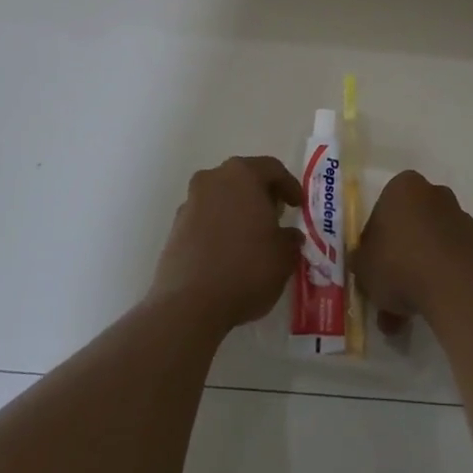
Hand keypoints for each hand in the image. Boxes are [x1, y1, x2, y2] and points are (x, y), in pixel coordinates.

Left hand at [148, 156, 302, 333]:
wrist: (190, 304)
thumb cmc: (246, 269)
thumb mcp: (284, 256)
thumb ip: (290, 239)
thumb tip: (289, 236)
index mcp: (242, 175)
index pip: (272, 168)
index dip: (289, 185)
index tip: (298, 205)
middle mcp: (213, 179)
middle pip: (243, 178)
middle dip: (261, 195)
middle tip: (276, 216)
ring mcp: (190, 202)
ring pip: (221, 197)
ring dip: (237, 210)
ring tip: (251, 237)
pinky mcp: (175, 227)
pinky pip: (205, 218)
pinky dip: (218, 228)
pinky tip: (228, 252)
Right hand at [354, 170, 472, 332]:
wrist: (458, 288)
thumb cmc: (400, 265)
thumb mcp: (363, 267)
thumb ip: (361, 261)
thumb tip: (364, 262)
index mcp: (403, 187)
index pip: (382, 212)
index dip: (374, 243)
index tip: (372, 269)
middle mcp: (436, 195)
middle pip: (410, 228)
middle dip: (400, 261)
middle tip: (389, 296)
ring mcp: (463, 220)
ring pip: (433, 247)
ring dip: (421, 275)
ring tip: (409, 317)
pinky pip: (455, 263)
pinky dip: (444, 282)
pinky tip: (435, 309)